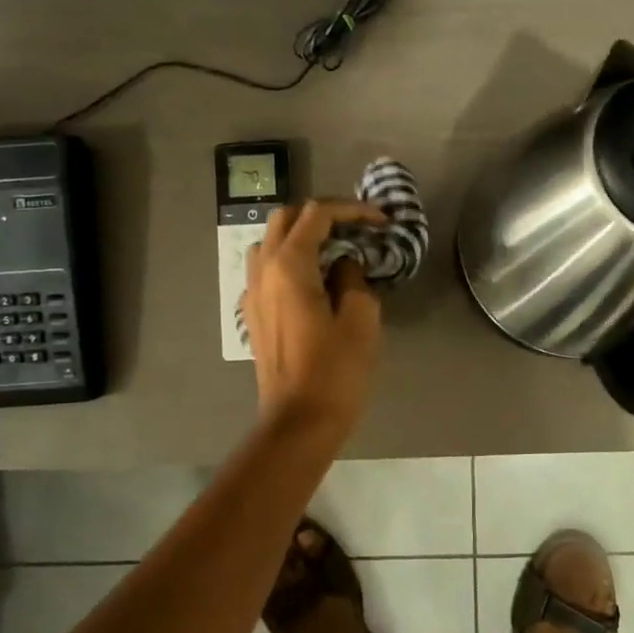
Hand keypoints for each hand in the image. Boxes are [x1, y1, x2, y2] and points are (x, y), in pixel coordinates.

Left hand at [243, 200, 385, 440]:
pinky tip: (314, 280)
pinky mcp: (253, 314)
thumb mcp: (360, 319)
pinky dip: (290, 260)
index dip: (352, 210)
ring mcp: (252, 292)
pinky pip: (266, 269)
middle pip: (286, 219)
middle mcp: (263, 271)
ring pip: (270, 242)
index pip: (317, 214)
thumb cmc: (335, 371)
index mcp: (289, 266)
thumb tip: (344, 265)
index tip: (381, 222)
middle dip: (323, 215)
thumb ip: (353, 278)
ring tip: (334, 250)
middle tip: (357, 229)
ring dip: (301, 235)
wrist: (298, 422)